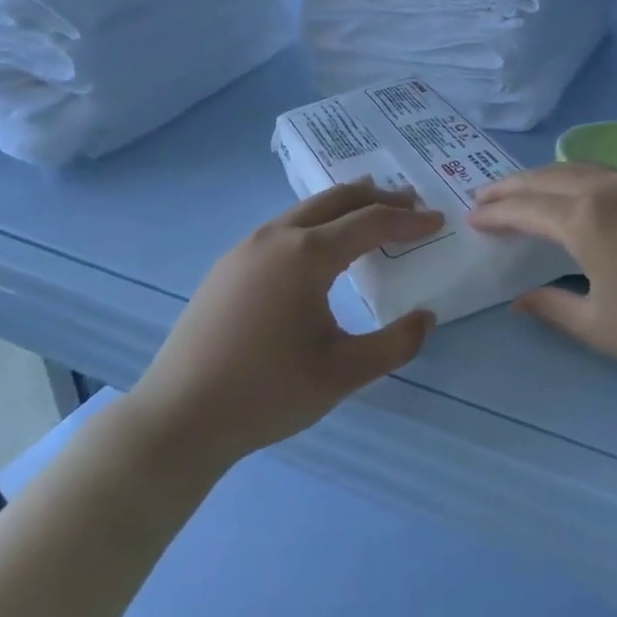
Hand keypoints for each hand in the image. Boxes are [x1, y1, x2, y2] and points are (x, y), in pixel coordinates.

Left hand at [121, 180, 442, 464]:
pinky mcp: (227, 266)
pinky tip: (319, 247)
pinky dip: (315, 223)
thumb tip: (426, 317)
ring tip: (370, 211)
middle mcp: (276, 238)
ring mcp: (245, 249)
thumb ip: (395, 344)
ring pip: (305, 210)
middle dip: (378, 197)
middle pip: (336, 199)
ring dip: (344, 206)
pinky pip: (283, 228)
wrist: (178, 419)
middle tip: (410, 202)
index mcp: (306, 255)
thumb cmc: (267, 393)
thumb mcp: (343, 374)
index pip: (370, 223)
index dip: (409, 221)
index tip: (438, 221)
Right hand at [468, 162, 616, 381]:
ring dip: (544, 177)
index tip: (473, 218)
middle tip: (486, 196)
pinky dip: (576, 177)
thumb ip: (552, 307)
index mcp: (584, 218)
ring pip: (578, 167)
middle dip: (512, 186)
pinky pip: (605, 172)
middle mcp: (607, 188)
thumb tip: (519, 300)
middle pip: (547, 177)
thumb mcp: (597, 325)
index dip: (496, 214)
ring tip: (524, 190)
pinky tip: (575, 193)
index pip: (526, 209)